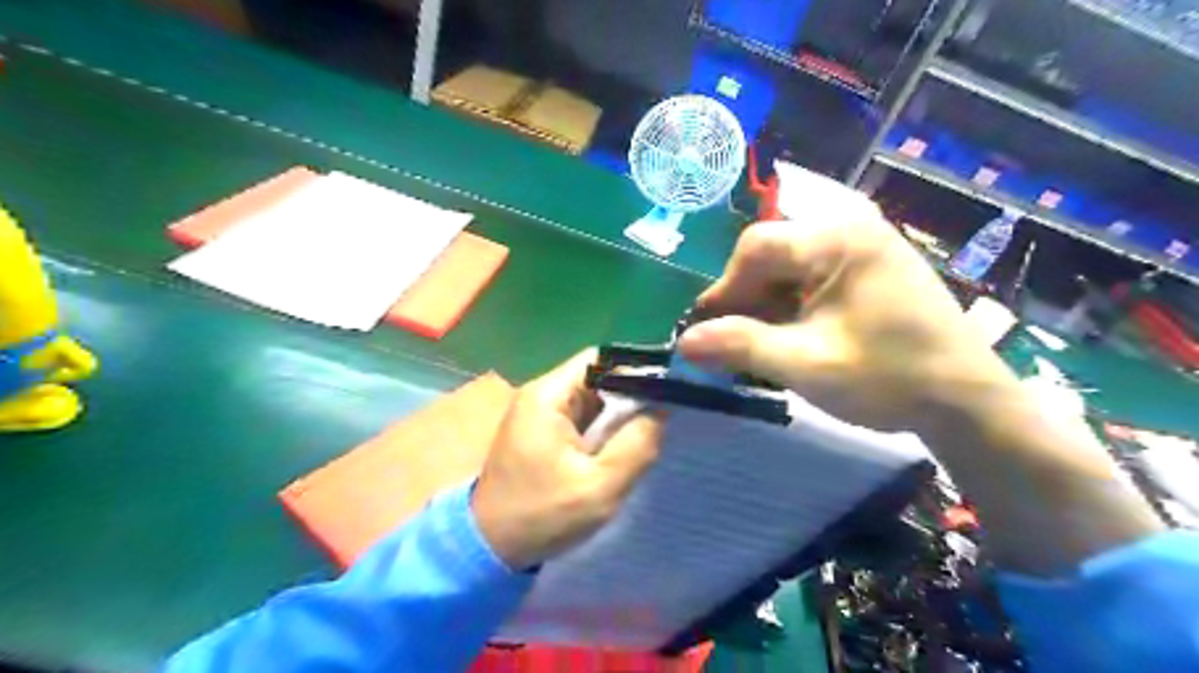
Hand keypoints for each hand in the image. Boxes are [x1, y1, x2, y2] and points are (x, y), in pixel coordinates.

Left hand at [468, 353, 664, 573]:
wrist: (491, 547)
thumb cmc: (543, 515)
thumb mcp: (600, 486)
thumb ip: (637, 444)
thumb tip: (662, 407)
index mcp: (548, 396)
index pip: (600, 359)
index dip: (636, 371)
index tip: (666, 393)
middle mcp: (541, 394)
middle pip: (597, 377)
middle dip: (630, 396)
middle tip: (660, 420)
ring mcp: (540, 413)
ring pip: (592, 398)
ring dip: (618, 415)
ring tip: (644, 435)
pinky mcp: (543, 431)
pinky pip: (582, 417)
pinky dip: (603, 428)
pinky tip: (620, 448)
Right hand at [672, 215, 1018, 432]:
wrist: (965, 399)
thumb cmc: (889, 378)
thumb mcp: (806, 366)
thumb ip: (740, 347)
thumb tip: (683, 342)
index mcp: (838, 239)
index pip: (755, 248)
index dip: (723, 290)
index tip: (709, 332)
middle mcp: (850, 225)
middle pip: (770, 254)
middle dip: (745, 300)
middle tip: (734, 344)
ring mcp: (863, 241)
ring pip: (787, 265)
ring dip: (765, 304)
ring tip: (761, 344)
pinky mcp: (868, 262)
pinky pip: (810, 274)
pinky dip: (790, 304)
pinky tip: (790, 334)